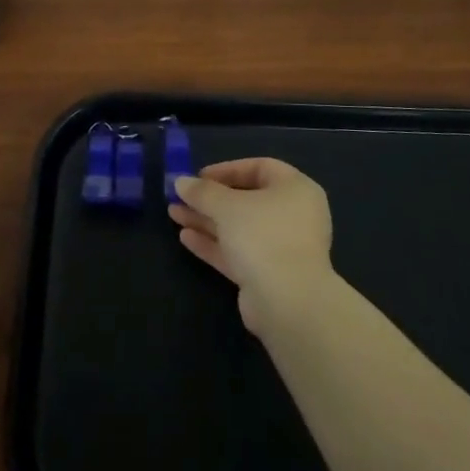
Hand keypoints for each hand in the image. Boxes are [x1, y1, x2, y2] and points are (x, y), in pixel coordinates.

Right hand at [169, 158, 333, 333]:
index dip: (227, 169)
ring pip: (239, 228)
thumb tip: (180, 181)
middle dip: (210, 199)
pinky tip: (186, 237)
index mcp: (295, 189)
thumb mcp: (227, 206)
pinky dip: (214, 244)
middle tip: (180, 196)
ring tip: (173, 214)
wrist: (287, 302)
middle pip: (246, 200)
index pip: (259, 168)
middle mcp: (293, 215)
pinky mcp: (268, 275)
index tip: (198, 176)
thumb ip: (202, 192)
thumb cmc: (263, 236)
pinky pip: (238, 252)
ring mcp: (281, 247)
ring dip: (206, 220)